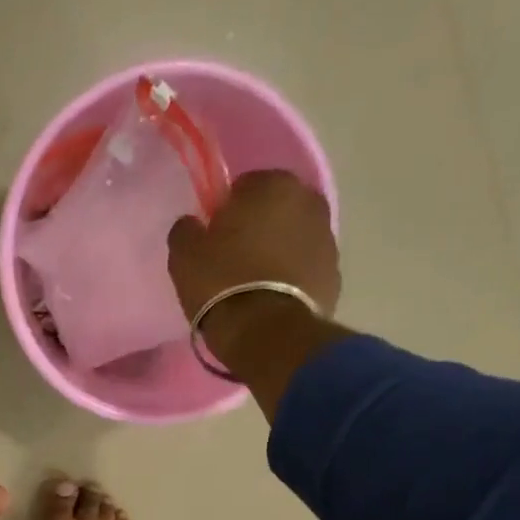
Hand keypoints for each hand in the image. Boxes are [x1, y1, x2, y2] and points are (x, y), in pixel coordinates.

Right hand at [167, 169, 341, 324]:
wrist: (266, 334)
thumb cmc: (222, 284)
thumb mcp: (185, 256)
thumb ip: (187, 230)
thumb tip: (193, 225)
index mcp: (273, 184)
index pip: (243, 187)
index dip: (226, 212)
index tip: (214, 239)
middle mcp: (309, 201)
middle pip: (274, 211)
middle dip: (257, 229)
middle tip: (233, 262)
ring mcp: (328, 239)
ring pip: (293, 240)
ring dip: (277, 254)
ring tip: (253, 287)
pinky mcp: (335, 276)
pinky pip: (305, 270)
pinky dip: (291, 279)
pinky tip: (271, 302)